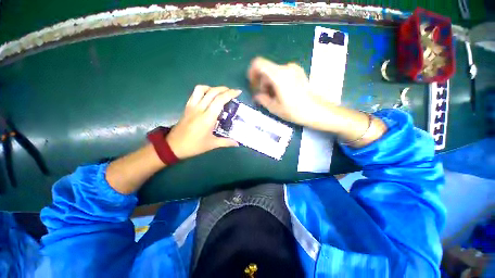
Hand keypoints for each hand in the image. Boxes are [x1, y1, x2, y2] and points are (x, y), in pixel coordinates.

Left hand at [166, 85, 240, 159]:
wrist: (173, 146)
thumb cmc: (194, 145)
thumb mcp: (212, 144)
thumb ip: (226, 142)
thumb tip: (238, 143)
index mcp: (207, 118)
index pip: (219, 100)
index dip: (230, 94)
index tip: (238, 92)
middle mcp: (200, 108)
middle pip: (212, 92)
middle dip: (224, 89)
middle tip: (232, 92)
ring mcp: (192, 106)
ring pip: (202, 89)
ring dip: (213, 88)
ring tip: (220, 93)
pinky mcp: (187, 107)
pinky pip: (195, 93)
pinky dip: (204, 90)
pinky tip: (208, 96)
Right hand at [247, 57, 320, 125]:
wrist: (316, 111)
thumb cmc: (295, 111)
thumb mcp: (275, 108)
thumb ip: (262, 99)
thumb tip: (257, 96)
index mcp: (279, 75)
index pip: (259, 64)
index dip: (252, 73)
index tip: (253, 85)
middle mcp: (286, 68)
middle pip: (266, 70)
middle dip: (262, 83)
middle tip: (265, 97)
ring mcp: (294, 69)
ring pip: (274, 73)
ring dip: (270, 84)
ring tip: (274, 98)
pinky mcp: (298, 72)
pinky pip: (282, 74)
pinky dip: (277, 82)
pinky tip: (282, 94)